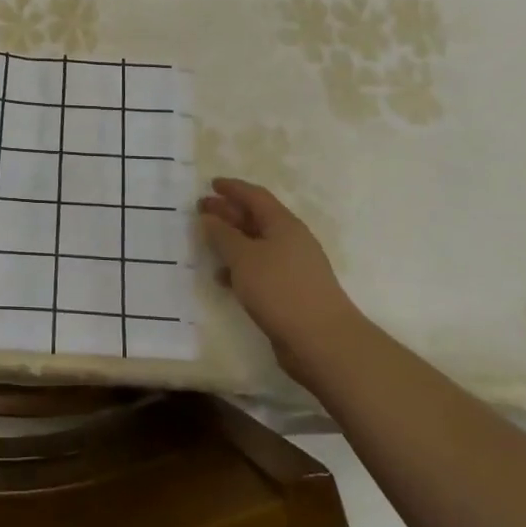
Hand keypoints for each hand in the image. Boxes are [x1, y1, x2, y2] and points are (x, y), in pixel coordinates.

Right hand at [198, 177, 356, 379]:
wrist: (323, 341)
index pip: (255, 196)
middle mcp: (291, 241)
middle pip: (256, 218)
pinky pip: (260, 270)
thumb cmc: (281, 290)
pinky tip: (222, 278)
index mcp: (283, 224)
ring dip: (232, 241)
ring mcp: (293, 267)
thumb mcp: (244, 258)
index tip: (211, 184)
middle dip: (228, 212)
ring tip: (206, 242)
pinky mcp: (291, 292)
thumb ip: (223, 235)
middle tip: (202, 209)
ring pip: (257, 245)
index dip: (233, 188)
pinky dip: (240, 268)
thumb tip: (209, 217)